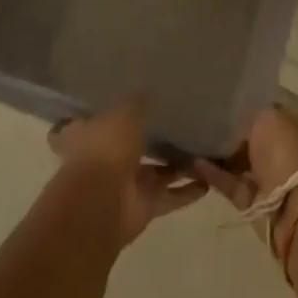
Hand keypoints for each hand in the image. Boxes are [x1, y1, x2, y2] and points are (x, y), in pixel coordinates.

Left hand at [48, 101, 205, 244]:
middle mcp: (105, 160)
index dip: (115, 111)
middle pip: (131, 147)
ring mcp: (125, 185)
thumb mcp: (124, 113)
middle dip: (152, 139)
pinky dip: (188, 191)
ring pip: (156, 172)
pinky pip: (170, 196)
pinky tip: (209, 180)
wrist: (103, 202)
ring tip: (202, 149)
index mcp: (88, 134)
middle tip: (181, 123)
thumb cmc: (106, 148)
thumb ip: (138, 102)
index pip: (100, 119)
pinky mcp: (144, 207)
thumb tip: (148, 90)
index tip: (135, 100)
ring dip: (177, 165)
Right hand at [194, 105, 297, 212]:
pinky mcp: (258, 203)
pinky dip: (216, 175)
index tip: (227, 106)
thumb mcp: (268, 117)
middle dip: (235, 136)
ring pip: (244, 165)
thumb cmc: (285, 151)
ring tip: (194, 143)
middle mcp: (294, 154)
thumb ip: (252, 114)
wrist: (291, 206)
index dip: (252, 111)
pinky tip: (195, 163)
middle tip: (207, 124)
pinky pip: (233, 184)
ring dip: (222, 156)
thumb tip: (240, 118)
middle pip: (259, 142)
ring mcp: (277, 181)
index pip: (275, 116)